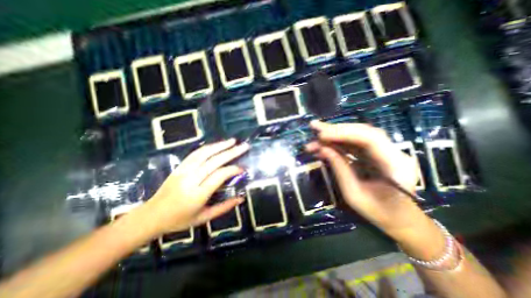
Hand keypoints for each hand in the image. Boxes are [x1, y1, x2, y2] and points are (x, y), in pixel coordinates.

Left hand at [136, 139, 248, 235]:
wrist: (151, 216)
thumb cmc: (179, 220)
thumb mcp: (204, 218)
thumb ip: (224, 207)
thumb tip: (241, 198)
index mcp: (197, 195)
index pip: (219, 176)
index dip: (233, 170)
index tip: (243, 169)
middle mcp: (190, 180)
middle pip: (214, 161)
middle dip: (231, 152)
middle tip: (244, 146)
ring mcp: (183, 171)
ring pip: (204, 153)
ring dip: (220, 145)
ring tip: (233, 141)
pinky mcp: (179, 167)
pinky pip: (195, 153)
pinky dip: (208, 147)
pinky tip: (217, 144)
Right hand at [307, 122, 422, 234]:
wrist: (399, 218)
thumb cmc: (378, 211)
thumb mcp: (354, 195)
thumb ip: (340, 169)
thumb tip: (323, 149)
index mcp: (395, 165)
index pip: (370, 139)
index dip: (344, 133)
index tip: (322, 135)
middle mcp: (393, 152)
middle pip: (363, 132)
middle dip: (336, 129)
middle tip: (314, 126)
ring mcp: (384, 151)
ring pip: (357, 134)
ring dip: (334, 134)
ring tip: (315, 135)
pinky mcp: (374, 153)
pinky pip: (354, 143)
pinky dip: (338, 142)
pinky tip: (323, 145)